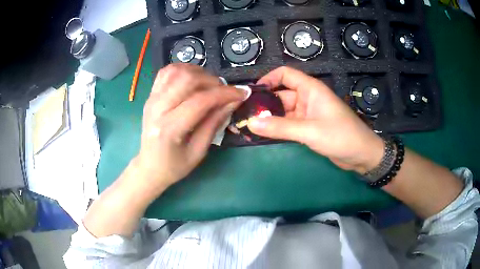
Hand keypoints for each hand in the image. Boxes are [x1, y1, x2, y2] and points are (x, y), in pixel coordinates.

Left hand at [131, 64, 247, 196]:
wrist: (149, 166)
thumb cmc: (175, 165)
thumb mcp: (199, 151)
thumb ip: (215, 122)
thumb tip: (234, 100)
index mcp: (170, 129)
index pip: (200, 101)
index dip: (225, 94)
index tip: (242, 93)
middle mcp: (157, 108)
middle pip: (187, 79)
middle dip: (212, 80)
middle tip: (223, 91)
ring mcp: (152, 99)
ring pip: (177, 70)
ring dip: (198, 72)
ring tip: (208, 85)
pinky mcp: (150, 95)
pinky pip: (166, 72)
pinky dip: (183, 69)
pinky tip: (192, 79)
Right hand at [247, 66, 383, 173]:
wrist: (361, 154)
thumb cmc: (340, 136)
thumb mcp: (309, 131)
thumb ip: (280, 127)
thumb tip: (250, 123)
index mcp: (310, 89)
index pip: (285, 74)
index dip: (268, 79)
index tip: (252, 93)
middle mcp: (307, 98)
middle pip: (281, 95)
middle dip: (264, 104)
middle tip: (243, 114)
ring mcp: (308, 114)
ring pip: (283, 111)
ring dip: (269, 118)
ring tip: (248, 125)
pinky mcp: (308, 127)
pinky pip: (289, 124)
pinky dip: (277, 128)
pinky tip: (264, 134)